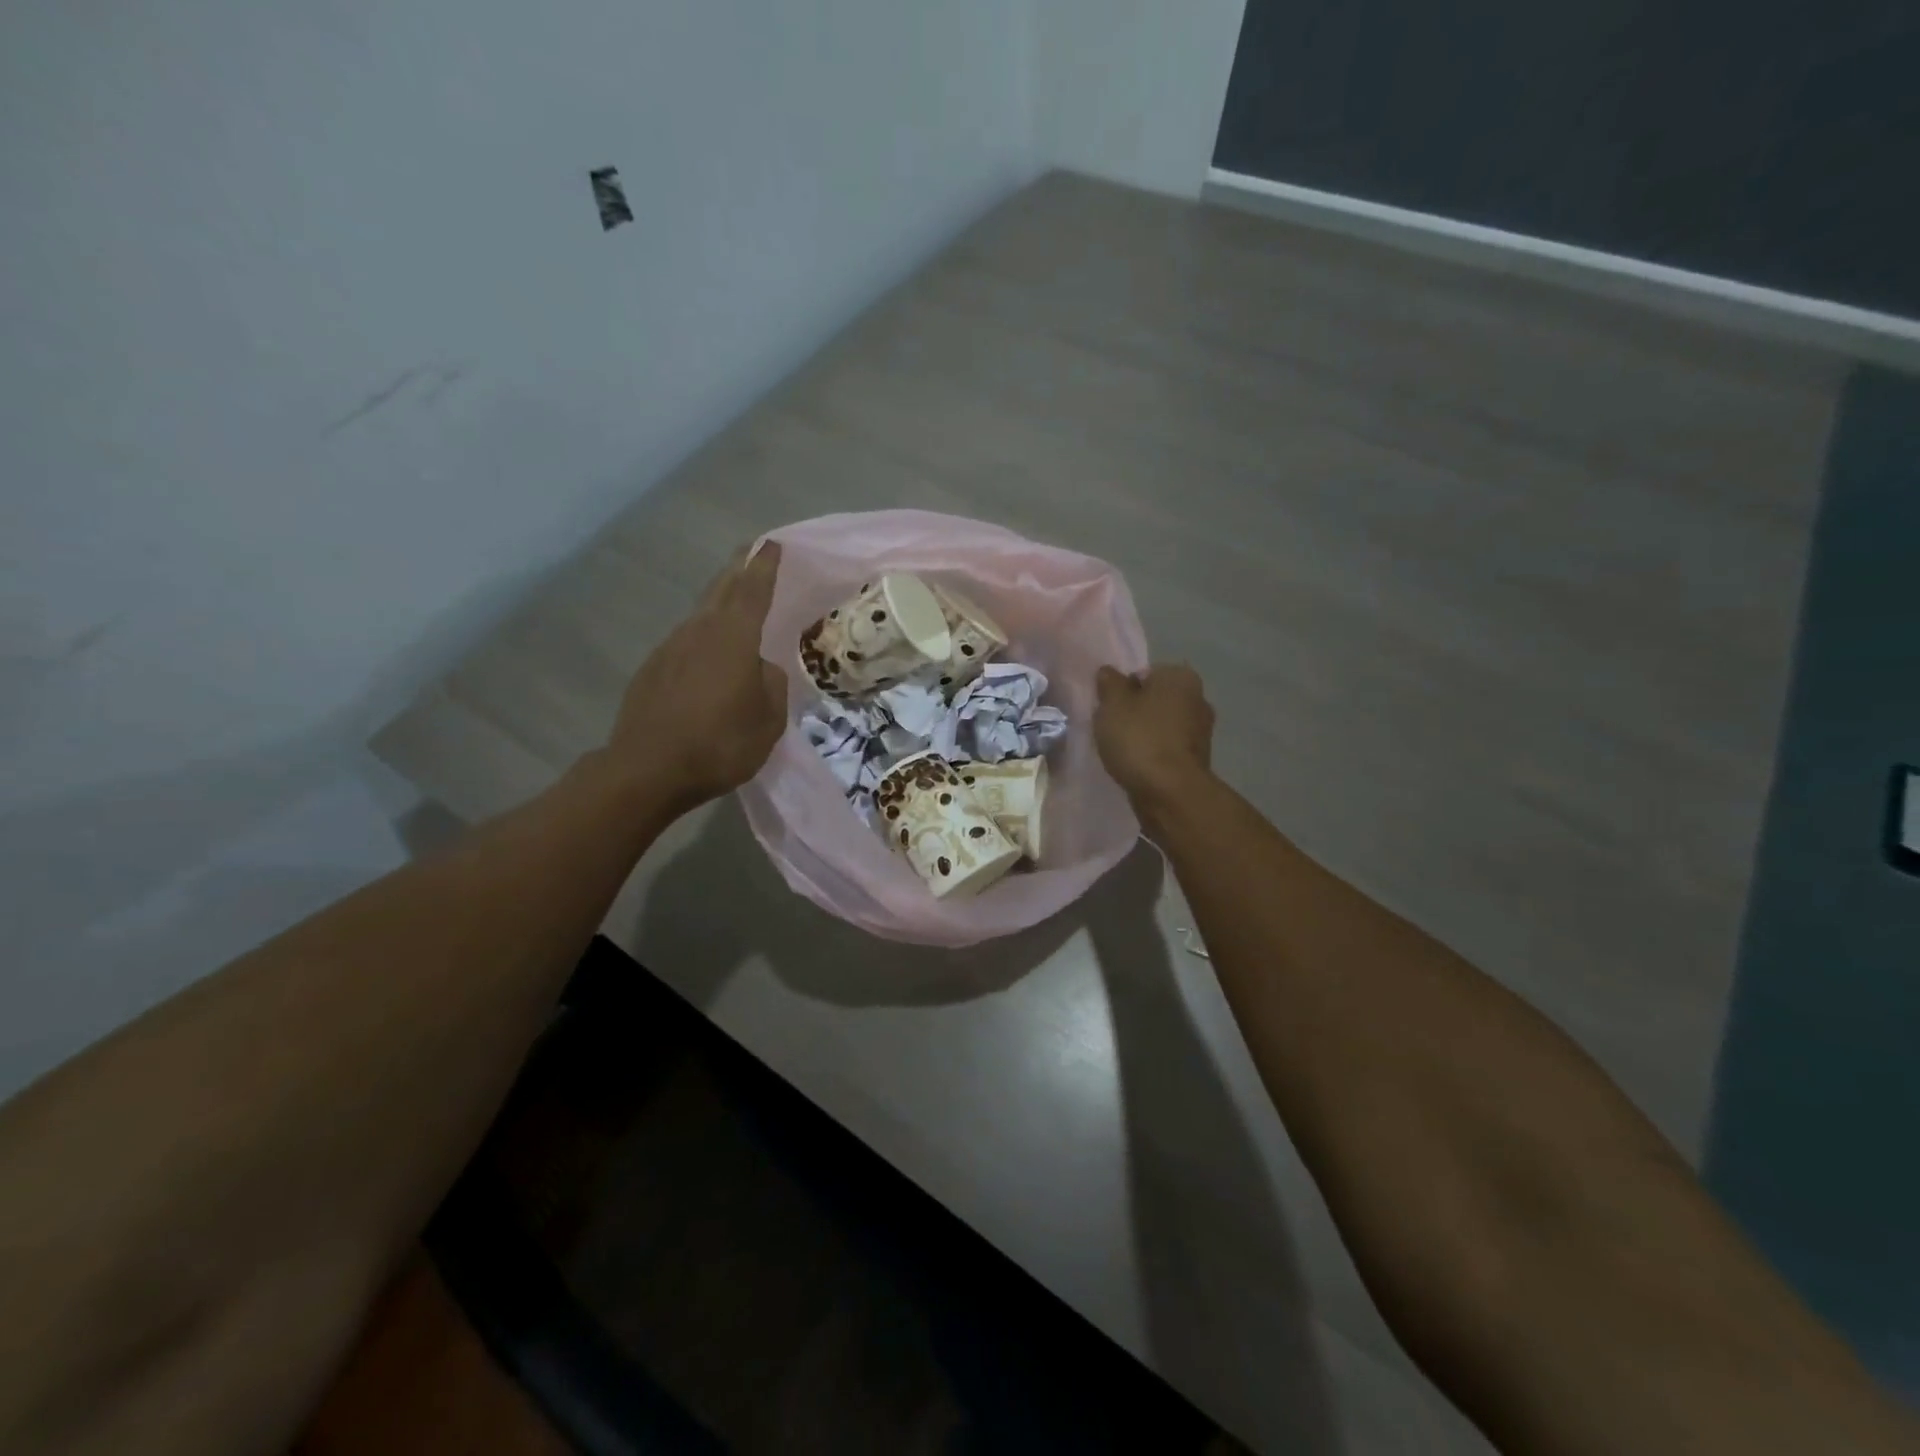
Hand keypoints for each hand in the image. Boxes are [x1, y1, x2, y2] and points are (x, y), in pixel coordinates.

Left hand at [607, 542, 787, 808]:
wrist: (647, 770)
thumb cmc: (719, 743)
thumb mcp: (768, 720)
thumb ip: (772, 684)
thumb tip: (761, 668)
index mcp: (733, 639)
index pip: (753, 590)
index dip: (764, 566)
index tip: (772, 543)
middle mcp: (699, 632)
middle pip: (721, 590)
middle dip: (738, 569)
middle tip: (751, 553)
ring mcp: (670, 648)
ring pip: (701, 615)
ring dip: (719, 603)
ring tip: (735, 603)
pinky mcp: (652, 669)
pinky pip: (685, 642)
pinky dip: (702, 636)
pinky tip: (708, 654)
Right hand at [1094, 663, 1215, 818]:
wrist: (1169, 792)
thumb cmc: (1140, 738)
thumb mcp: (1113, 704)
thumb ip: (1109, 684)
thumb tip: (1109, 672)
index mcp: (1181, 677)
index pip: (1145, 673)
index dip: (1123, 689)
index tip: (1108, 708)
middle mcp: (1198, 699)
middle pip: (1155, 700)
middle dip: (1135, 712)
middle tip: (1111, 729)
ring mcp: (1201, 732)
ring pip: (1162, 725)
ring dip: (1144, 735)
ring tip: (1121, 751)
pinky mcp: (1197, 760)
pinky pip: (1167, 749)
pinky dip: (1153, 755)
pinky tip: (1137, 767)